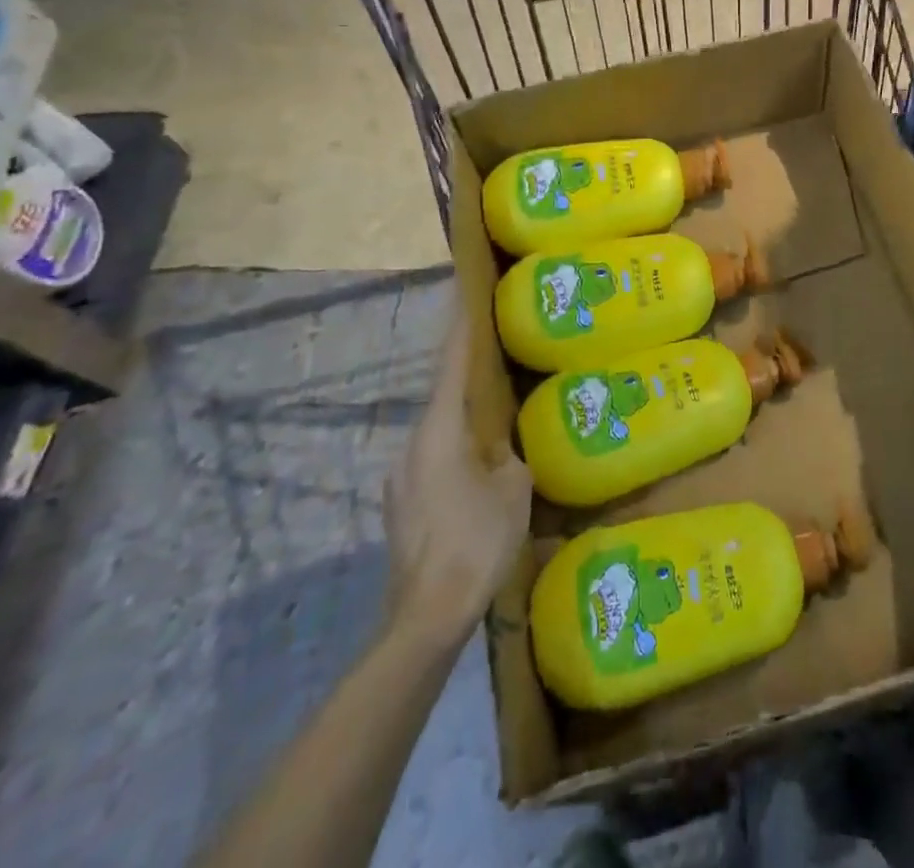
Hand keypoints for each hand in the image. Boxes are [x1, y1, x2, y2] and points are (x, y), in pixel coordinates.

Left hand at [383, 316, 531, 642]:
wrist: (425, 616)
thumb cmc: (475, 541)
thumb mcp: (513, 490)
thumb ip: (510, 457)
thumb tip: (505, 451)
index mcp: (440, 431)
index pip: (451, 366)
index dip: (461, 329)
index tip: (465, 296)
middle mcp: (412, 445)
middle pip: (443, 400)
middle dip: (468, 381)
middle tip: (498, 367)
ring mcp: (400, 478)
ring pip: (438, 436)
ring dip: (464, 426)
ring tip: (495, 431)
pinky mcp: (400, 506)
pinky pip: (433, 464)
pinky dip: (455, 458)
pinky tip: (478, 480)